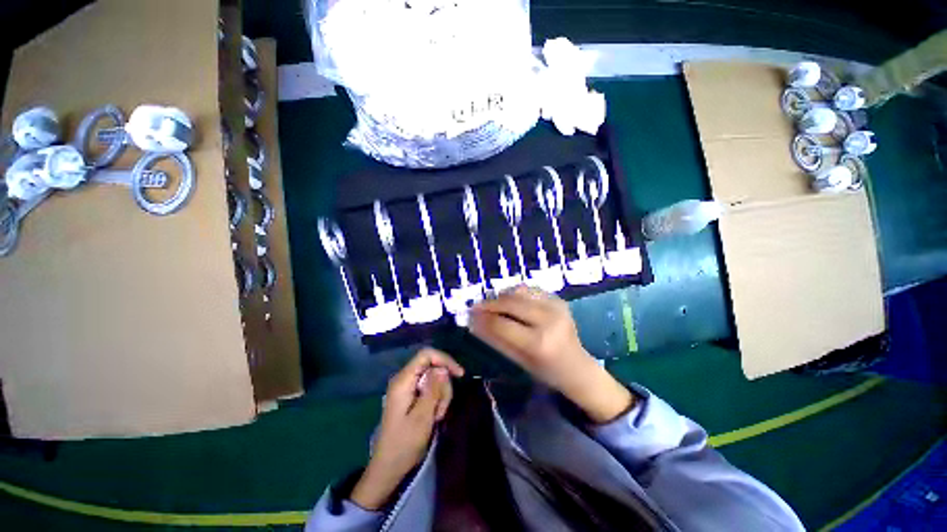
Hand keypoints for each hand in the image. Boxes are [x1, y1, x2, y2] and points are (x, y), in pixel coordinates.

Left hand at [350, 348, 463, 509]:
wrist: (388, 467)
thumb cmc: (404, 444)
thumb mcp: (422, 417)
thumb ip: (433, 390)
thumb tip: (443, 368)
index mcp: (403, 381)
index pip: (426, 355)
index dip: (444, 359)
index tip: (459, 374)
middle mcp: (404, 379)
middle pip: (432, 367)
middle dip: (443, 385)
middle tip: (442, 409)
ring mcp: (407, 388)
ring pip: (434, 378)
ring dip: (441, 395)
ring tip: (437, 416)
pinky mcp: (411, 396)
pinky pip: (430, 388)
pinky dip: (437, 399)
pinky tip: (434, 416)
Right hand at [469, 286, 633, 423]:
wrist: (578, 366)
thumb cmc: (546, 371)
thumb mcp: (518, 360)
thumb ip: (494, 339)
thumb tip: (473, 322)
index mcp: (539, 342)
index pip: (502, 323)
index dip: (483, 317)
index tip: (469, 314)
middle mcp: (549, 319)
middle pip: (510, 302)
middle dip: (490, 302)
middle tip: (477, 306)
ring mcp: (556, 306)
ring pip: (519, 291)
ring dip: (502, 296)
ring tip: (493, 305)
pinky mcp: (559, 299)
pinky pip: (530, 289)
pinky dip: (516, 294)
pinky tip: (511, 303)